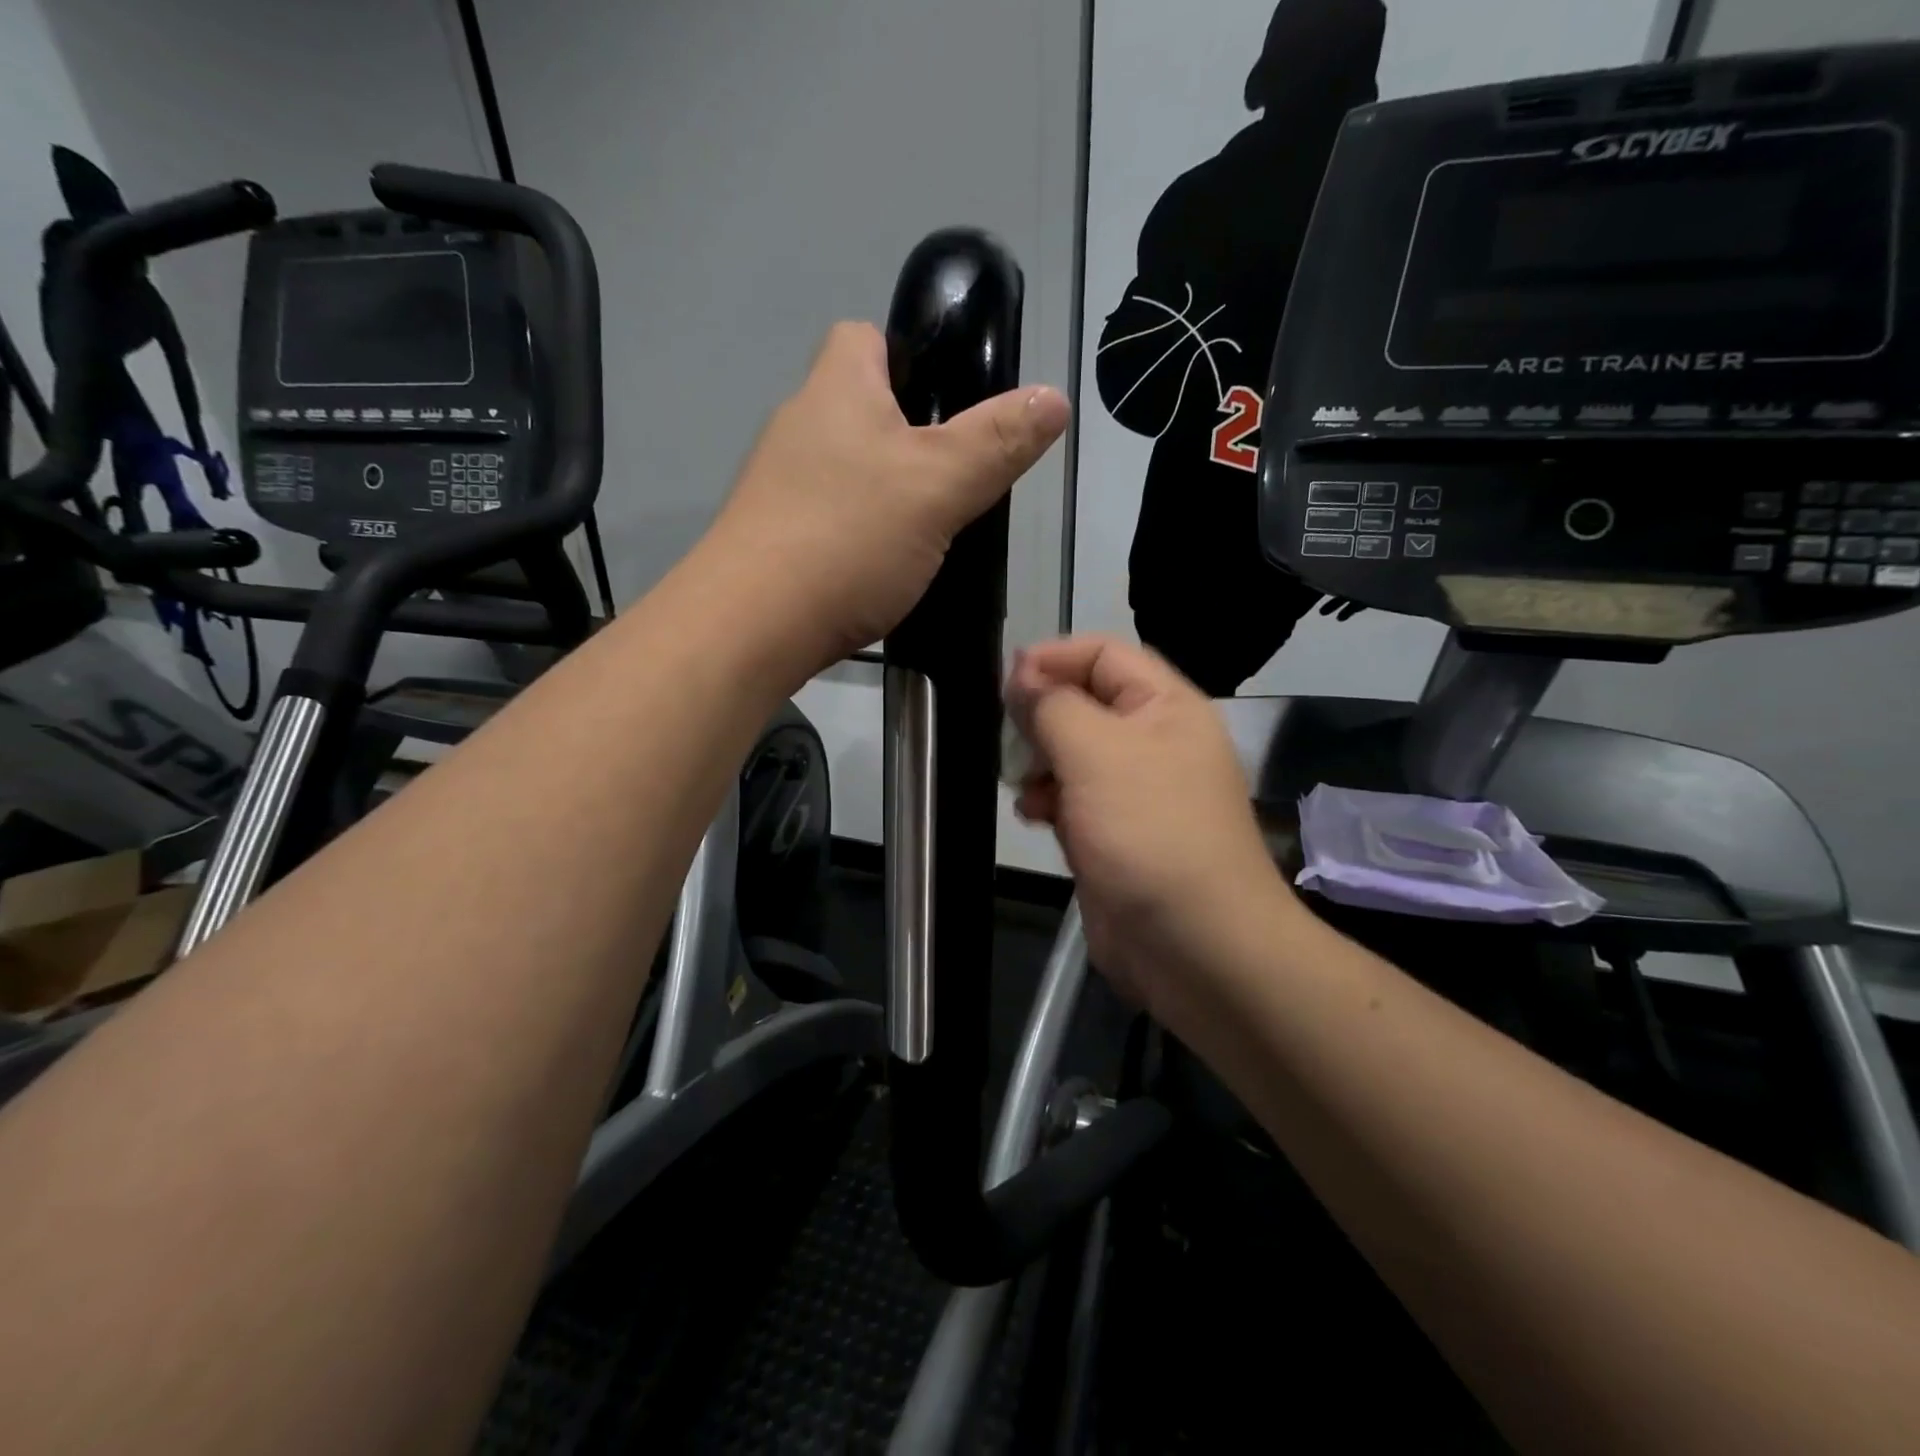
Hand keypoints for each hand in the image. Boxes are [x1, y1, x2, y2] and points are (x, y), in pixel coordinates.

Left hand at [706, 322, 1069, 675]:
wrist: (751, 627)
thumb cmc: (849, 538)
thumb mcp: (940, 485)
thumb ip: (997, 442)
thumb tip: (1054, 398)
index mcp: (836, 388)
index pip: (867, 337)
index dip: (911, 355)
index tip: (949, 402)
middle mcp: (798, 425)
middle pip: (861, 408)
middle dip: (908, 436)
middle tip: (953, 480)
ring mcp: (777, 486)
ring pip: (846, 470)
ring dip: (884, 492)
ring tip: (926, 533)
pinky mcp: (771, 538)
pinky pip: (829, 519)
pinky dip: (857, 535)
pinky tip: (881, 571)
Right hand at [1004, 636, 1294, 1017]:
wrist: (1194, 946)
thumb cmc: (1150, 833)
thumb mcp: (1097, 753)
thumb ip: (1053, 706)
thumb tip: (1021, 674)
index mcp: (1166, 708)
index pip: (1105, 655)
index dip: (1055, 658)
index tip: (1005, 680)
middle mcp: (1153, 743)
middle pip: (1085, 703)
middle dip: (1042, 714)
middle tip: (1009, 735)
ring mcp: (1134, 793)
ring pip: (1072, 754)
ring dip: (1039, 761)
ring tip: (1024, 783)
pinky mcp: (1114, 835)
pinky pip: (1072, 799)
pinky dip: (1048, 801)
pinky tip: (1034, 815)